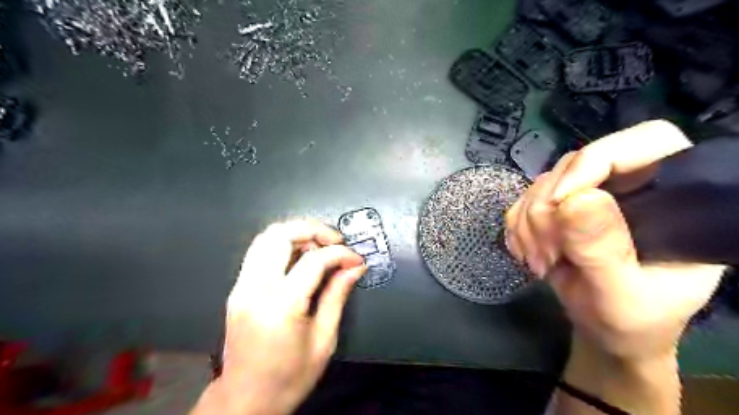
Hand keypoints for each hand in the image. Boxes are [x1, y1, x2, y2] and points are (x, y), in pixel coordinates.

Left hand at [190, 222, 362, 414]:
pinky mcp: (238, 288)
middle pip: (281, 234)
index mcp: (281, 306)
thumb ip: (337, 295)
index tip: (355, 258)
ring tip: (319, 246)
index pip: (314, 260)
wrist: (246, 400)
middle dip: (314, 229)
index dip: (341, 253)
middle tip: (335, 241)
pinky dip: (282, 244)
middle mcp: (255, 289)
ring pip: (266, 237)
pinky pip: (259, 251)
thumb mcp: (323, 340)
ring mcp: (242, 287)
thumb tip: (354, 268)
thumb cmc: (289, 378)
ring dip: (296, 233)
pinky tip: (300, 257)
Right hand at [506, 119, 725, 359]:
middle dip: (548, 209)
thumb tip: (576, 199)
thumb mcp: (621, 296)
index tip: (561, 203)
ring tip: (540, 262)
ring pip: (543, 183)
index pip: (645, 142)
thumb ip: (603, 250)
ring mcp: (590, 195)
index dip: (596, 161)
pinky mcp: (560, 207)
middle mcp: (631, 187)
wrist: (605, 332)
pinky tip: (528, 253)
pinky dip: (518, 228)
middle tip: (547, 254)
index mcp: (675, 200)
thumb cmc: (630, 322)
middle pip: (576, 164)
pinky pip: (523, 201)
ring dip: (529, 225)